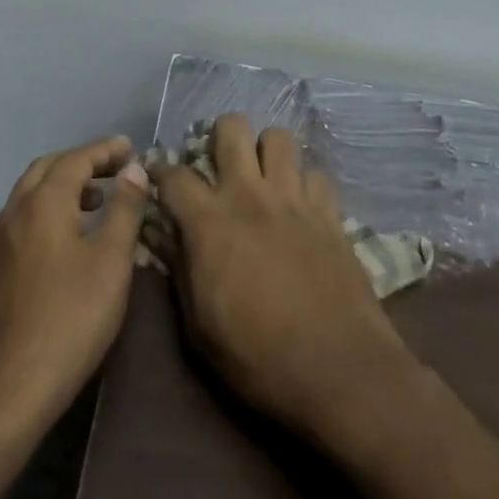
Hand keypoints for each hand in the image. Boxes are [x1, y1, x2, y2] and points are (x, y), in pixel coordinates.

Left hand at [0, 136, 149, 440]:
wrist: (6, 387)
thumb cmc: (69, 319)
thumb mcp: (110, 262)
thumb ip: (124, 209)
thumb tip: (133, 169)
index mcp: (43, 202)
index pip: (76, 159)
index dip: (104, 150)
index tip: (130, 147)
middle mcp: (15, 210)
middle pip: (48, 169)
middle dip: (83, 161)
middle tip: (116, 168)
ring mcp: (0, 240)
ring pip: (32, 193)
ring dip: (65, 185)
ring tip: (99, 199)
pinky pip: (26, 217)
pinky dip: (51, 208)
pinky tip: (71, 236)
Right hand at [150, 114, 415, 437]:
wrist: (340, 371)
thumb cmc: (259, 358)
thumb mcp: (199, 328)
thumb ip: (178, 270)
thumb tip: (160, 234)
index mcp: (210, 222)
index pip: (174, 174)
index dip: (160, 172)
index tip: (159, 181)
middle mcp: (250, 195)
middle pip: (232, 128)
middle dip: (219, 136)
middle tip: (218, 164)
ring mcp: (294, 199)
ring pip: (279, 138)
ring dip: (266, 151)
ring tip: (262, 176)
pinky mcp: (330, 212)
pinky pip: (316, 173)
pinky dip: (305, 182)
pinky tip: (301, 205)